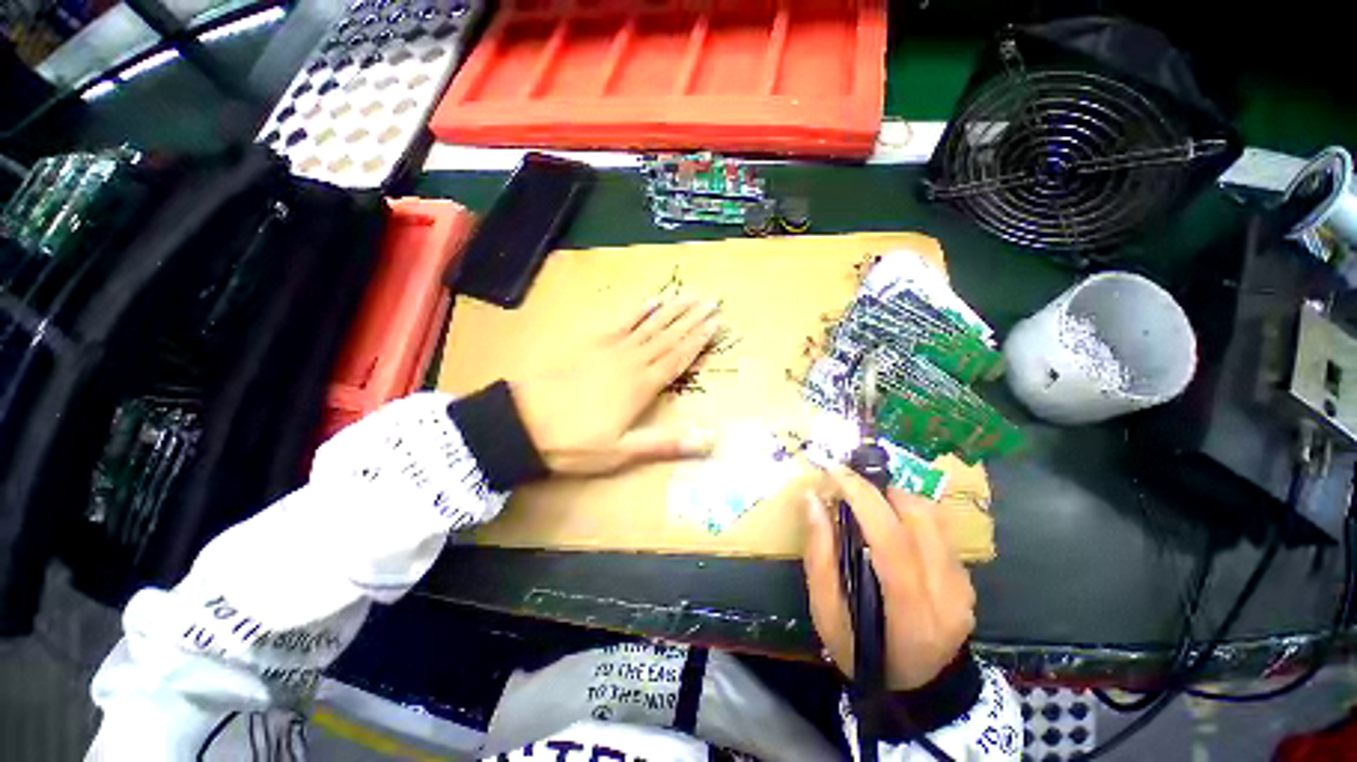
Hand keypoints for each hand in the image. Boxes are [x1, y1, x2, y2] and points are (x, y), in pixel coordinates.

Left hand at [511, 295, 721, 475]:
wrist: (524, 423)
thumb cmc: (575, 443)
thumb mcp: (622, 452)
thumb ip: (666, 443)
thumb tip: (710, 440)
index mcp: (642, 386)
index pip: (678, 357)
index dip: (698, 340)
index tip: (716, 322)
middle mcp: (632, 361)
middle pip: (668, 336)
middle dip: (691, 318)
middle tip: (711, 300)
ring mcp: (610, 348)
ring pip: (648, 325)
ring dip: (671, 309)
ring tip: (689, 295)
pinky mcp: (590, 343)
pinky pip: (619, 320)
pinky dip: (637, 309)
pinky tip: (650, 299)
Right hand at [803, 466, 975, 690]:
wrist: (918, 685)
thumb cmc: (862, 653)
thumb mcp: (826, 614)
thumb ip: (819, 556)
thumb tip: (812, 500)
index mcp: (911, 616)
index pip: (893, 542)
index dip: (863, 500)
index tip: (835, 473)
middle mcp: (948, 596)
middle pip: (918, 519)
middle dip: (877, 489)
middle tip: (846, 484)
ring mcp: (964, 586)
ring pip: (932, 516)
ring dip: (894, 496)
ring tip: (865, 499)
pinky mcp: (968, 577)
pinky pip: (939, 527)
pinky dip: (909, 511)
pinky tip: (889, 519)